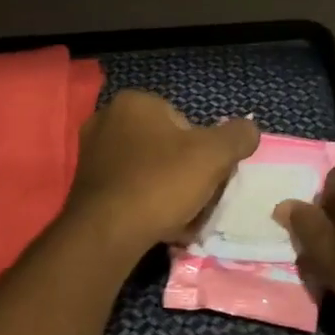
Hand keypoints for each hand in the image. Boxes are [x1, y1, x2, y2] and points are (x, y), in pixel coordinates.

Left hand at [62, 91, 260, 258]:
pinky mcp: (84, 186)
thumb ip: (238, 136)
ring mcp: (91, 153)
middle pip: (166, 147)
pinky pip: (129, 190)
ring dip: (168, 192)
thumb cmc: (161, 183)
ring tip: (181, 218)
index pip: (185, 122)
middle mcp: (107, 119)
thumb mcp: (214, 155)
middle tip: (197, 199)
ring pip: (149, 171)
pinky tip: (159, 226)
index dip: (204, 151)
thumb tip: (249, 129)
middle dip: (185, 172)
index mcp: (134, 102)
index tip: (209, 177)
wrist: (106, 233)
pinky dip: (146, 204)